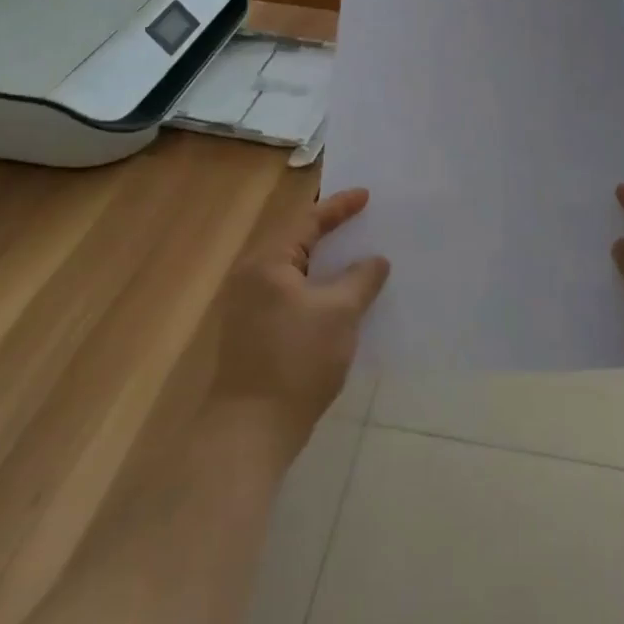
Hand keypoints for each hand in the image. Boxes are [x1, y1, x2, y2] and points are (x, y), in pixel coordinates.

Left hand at [209, 189, 388, 456]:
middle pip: (295, 242)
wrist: (252, 429)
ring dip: (323, 262)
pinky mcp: (254, 332)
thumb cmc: (297, 360)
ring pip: (293, 271)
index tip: (366, 195)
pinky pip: (290, 294)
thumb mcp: (340, 313)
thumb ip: (360, 279)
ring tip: (353, 254)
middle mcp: (251, 277)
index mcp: (268, 263)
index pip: (307, 221)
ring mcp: (249, 307)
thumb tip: (375, 260)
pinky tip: (338, 297)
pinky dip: (315, 287)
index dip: (338, 207)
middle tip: (360, 219)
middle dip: (329, 231)